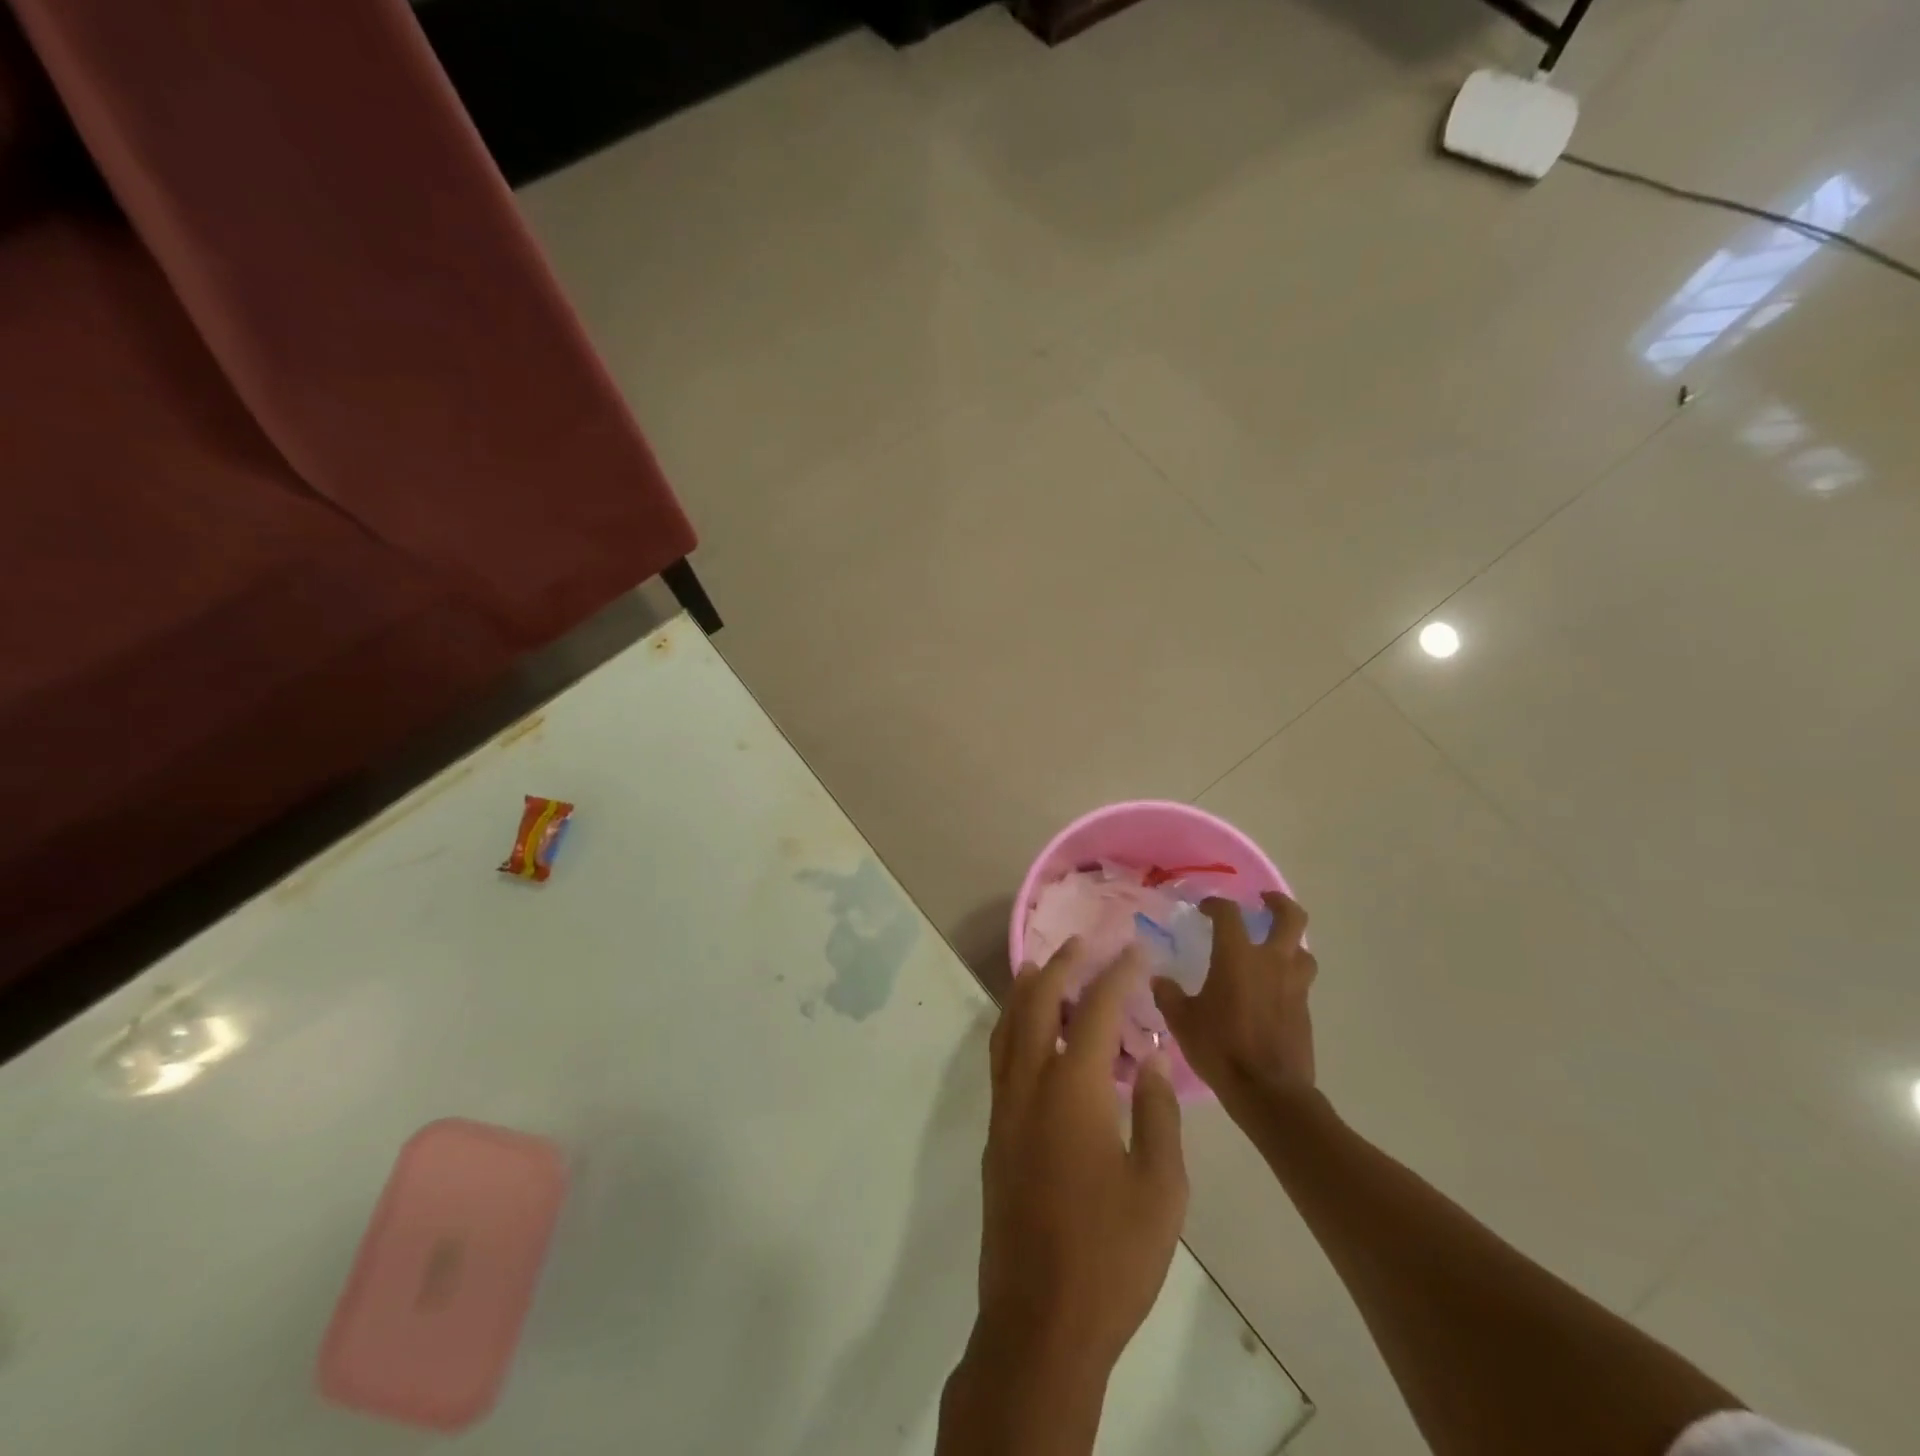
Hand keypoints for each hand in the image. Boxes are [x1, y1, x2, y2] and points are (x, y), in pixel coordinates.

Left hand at [974, 940, 1187, 1380]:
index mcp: (1074, 1090)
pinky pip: (1002, 1057)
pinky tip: (1034, 1034)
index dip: (1117, 975)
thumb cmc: (1111, 1257)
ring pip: (1009, 1026)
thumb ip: (1159, 1114)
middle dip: (1060, 966)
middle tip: (1083, 944)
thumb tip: (1153, 1060)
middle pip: (1036, 1002)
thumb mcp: (1161, 1189)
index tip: (1136, 951)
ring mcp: (1005, 1107)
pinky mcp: (995, 1132)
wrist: (1040, 1321)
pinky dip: (1016, 1026)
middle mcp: (1030, 1084)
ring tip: (1047, 969)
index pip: (1095, 1010)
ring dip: (1028, 990)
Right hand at [1152, 892, 1317, 1103]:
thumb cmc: (1220, 1048)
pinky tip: (1270, 991)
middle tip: (1264, 902)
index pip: (1229, 913)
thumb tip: (1159, 981)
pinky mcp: (1305, 1011)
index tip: (1204, 908)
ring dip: (1291, 943)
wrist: (1269, 1092)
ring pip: (1303, 951)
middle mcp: (1271, 963)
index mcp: (1238, 956)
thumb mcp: (1182, 1021)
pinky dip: (1288, 977)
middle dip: (1279, 904)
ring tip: (1273, 948)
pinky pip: (1300, 982)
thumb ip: (1169, 995)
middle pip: (1291, 918)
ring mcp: (1294, 987)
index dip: (1216, 904)